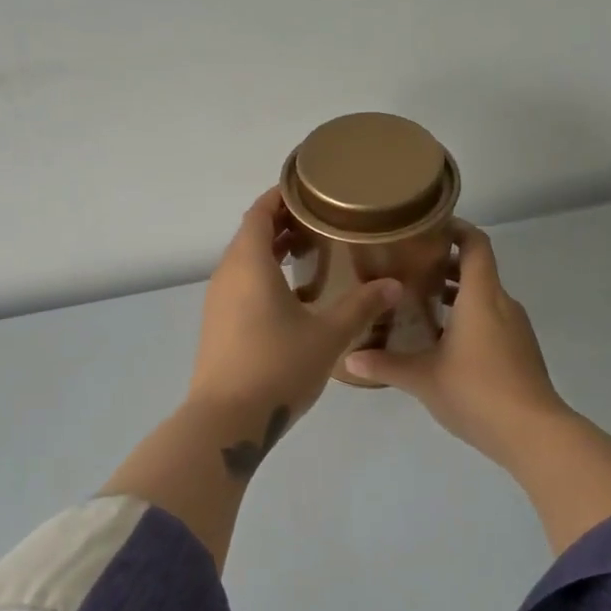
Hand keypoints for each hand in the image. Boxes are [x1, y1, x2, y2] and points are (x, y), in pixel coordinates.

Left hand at [190, 188, 402, 431]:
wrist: (225, 420)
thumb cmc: (277, 366)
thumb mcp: (327, 335)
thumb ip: (361, 306)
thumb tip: (393, 284)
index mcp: (249, 264)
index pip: (260, 212)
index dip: (282, 196)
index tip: (311, 190)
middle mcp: (227, 275)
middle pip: (251, 234)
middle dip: (283, 223)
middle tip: (322, 222)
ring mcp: (217, 301)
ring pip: (244, 261)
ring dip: (272, 251)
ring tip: (312, 254)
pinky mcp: (217, 325)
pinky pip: (240, 285)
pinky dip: (264, 276)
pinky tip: (293, 297)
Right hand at [344, 222, 572, 470]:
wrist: (534, 434)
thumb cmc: (477, 392)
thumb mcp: (423, 378)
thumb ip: (385, 365)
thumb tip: (348, 360)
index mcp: (482, 296)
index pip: (475, 244)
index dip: (455, 229)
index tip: (426, 228)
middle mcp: (502, 303)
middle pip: (477, 269)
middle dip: (445, 264)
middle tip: (408, 268)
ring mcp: (515, 328)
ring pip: (484, 296)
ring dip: (456, 293)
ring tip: (419, 303)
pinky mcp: (520, 350)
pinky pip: (492, 319)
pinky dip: (469, 316)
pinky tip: (443, 341)